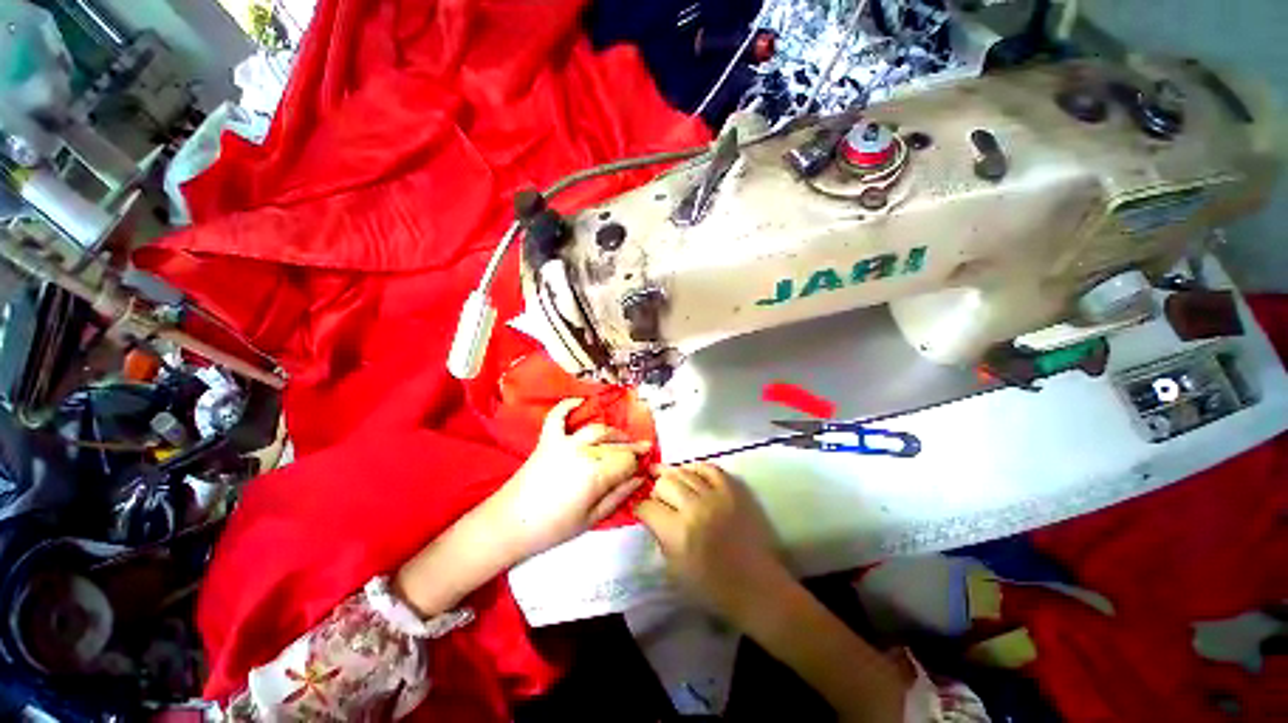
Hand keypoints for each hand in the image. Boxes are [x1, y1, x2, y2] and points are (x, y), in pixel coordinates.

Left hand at [485, 398, 649, 560]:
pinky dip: (568, 406)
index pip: (626, 461)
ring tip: (620, 438)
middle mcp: (583, 452)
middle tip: (639, 450)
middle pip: (614, 445)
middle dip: (630, 447)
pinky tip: (580, 401)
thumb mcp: (592, 518)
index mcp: (596, 474)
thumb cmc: (553, 528)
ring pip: (596, 429)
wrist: (509, 524)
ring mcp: (564, 442)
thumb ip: (619, 495)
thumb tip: (639, 479)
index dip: (638, 462)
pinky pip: (558, 417)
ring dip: (612, 432)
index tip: (645, 464)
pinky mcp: (547, 439)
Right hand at [635, 463, 789, 621]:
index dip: (641, 508)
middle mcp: (694, 508)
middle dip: (656, 491)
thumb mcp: (674, 570)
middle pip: (664, 483)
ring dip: (673, 478)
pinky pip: (709, 468)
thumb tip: (652, 515)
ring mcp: (716, 495)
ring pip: (683, 472)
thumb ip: (660, 537)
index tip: (642, 511)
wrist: (756, 585)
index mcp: (677, 532)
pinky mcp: (733, 489)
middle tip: (658, 499)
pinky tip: (690, 474)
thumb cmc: (712, 587)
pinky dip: (696, 469)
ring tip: (669, 482)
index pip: (647, 507)